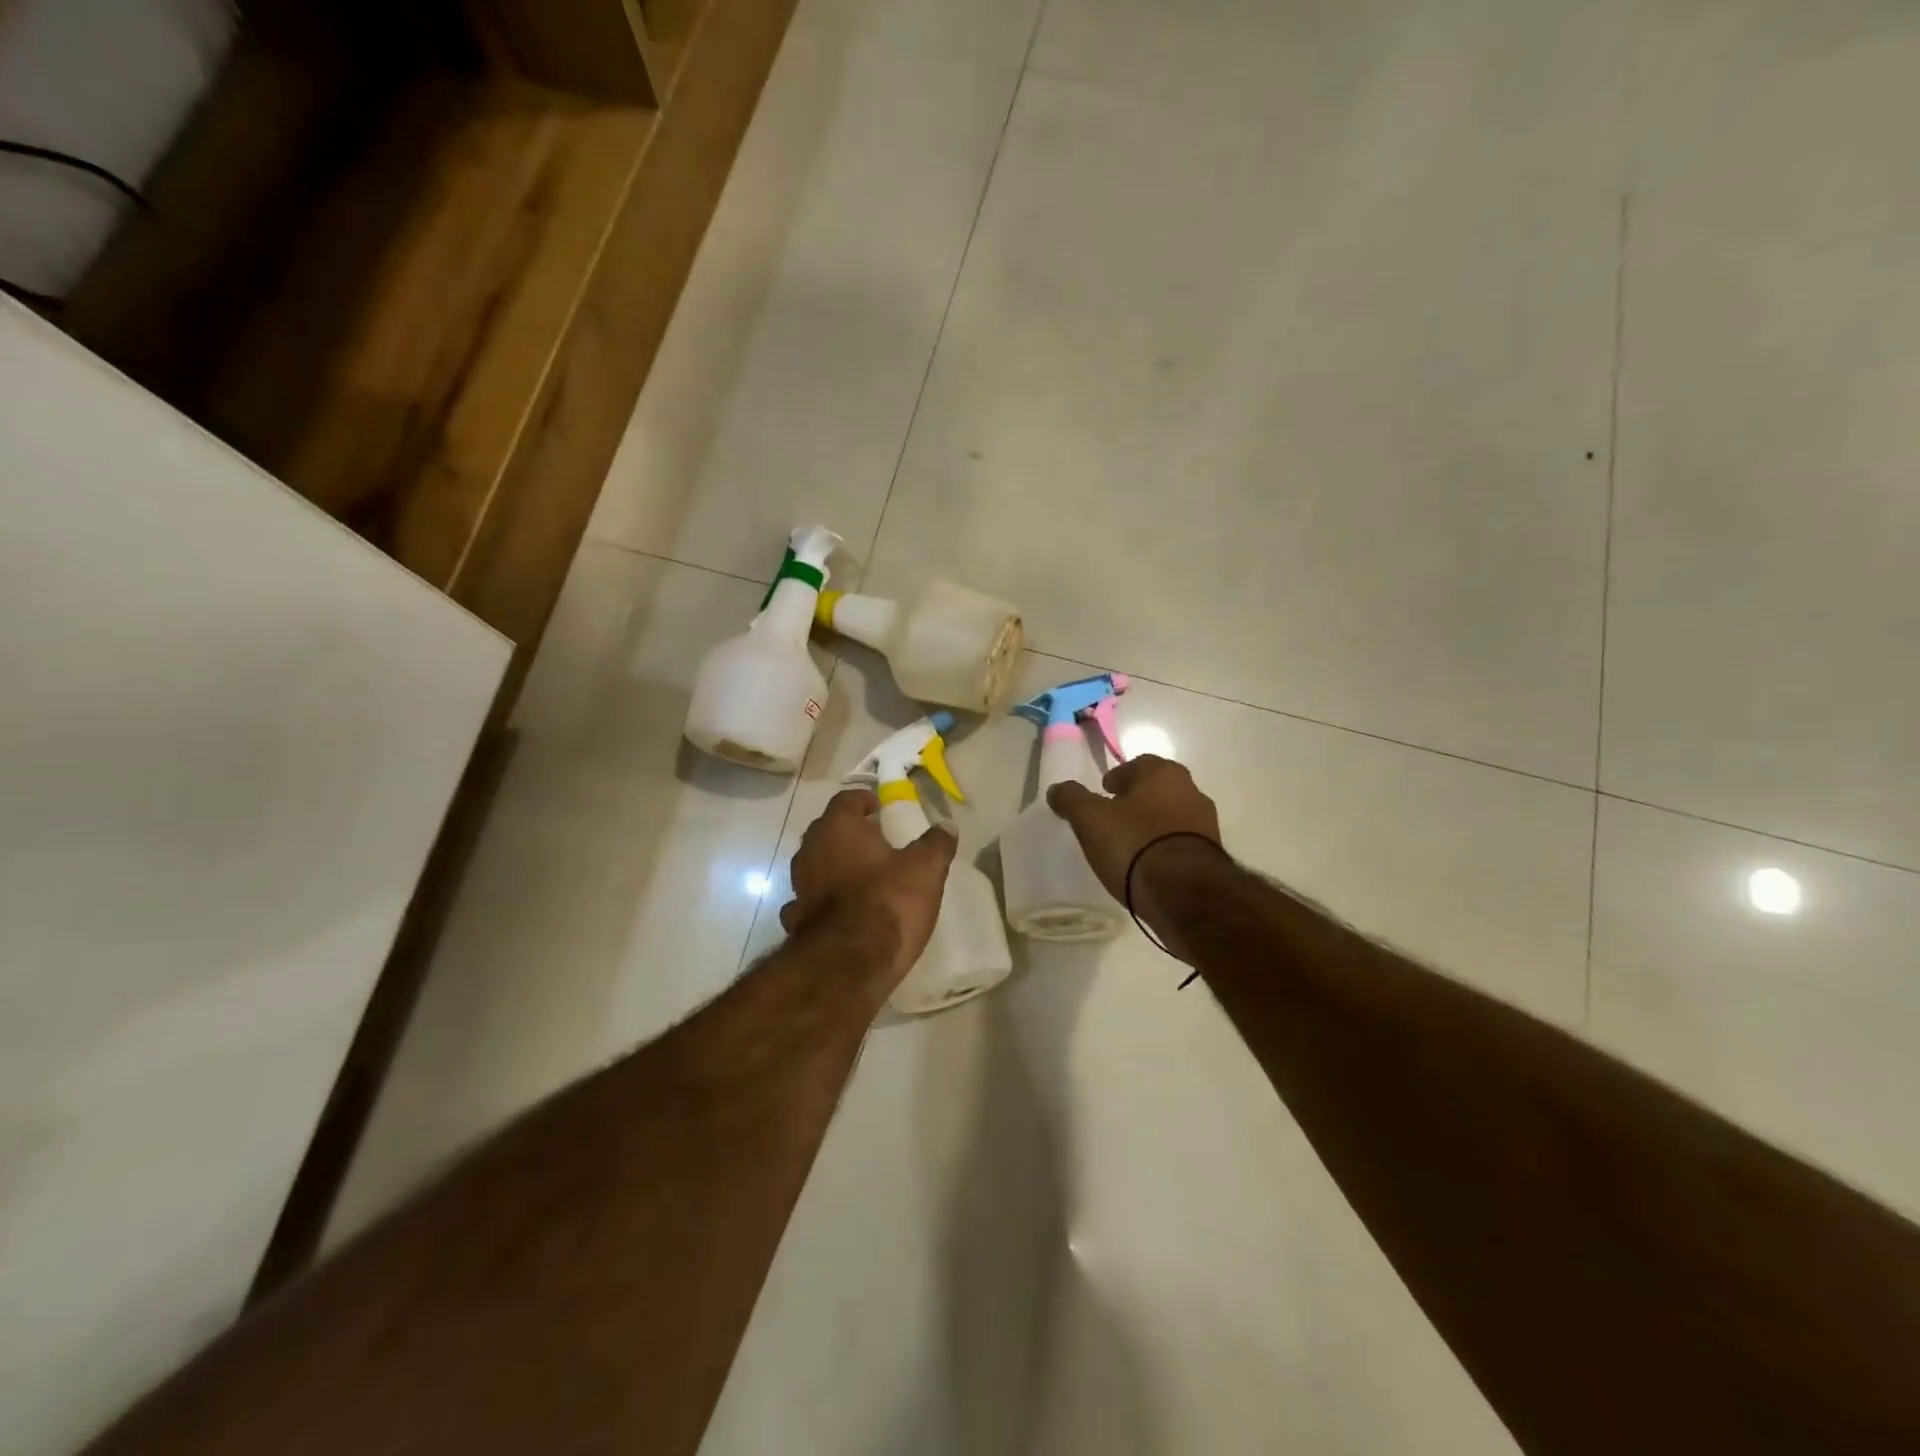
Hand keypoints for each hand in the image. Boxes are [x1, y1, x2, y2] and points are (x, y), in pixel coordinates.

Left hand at [781, 788, 957, 985]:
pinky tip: (840, 912)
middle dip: (847, 832)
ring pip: (814, 865)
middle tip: (873, 840)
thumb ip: (936, 844)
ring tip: (860, 876)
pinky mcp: (796, 921)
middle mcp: (811, 851)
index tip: (878, 807)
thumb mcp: (925, 869)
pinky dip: (823, 901)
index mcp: (838, 828)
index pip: (845, 800)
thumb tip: (947, 826)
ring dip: (833, 866)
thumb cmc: (888, 902)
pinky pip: (809, 901)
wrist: (848, 964)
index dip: (862, 800)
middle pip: (825, 830)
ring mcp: (798, 887)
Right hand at [1046, 756, 1222, 903]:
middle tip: (1114, 817)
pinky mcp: (1213, 855)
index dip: (1117, 777)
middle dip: (1137, 799)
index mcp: (1163, 772)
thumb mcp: (1089, 819)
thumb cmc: (1133, 843)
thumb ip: (1071, 799)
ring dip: (1153, 824)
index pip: (1137, 764)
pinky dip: (1165, 847)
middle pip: (1157, 789)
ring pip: (1172, 815)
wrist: (1184, 893)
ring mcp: (1206, 823)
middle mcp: (1191, 790)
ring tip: (1130, 845)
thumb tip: (1058, 789)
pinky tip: (1149, 865)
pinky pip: (1181, 843)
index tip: (1103, 793)